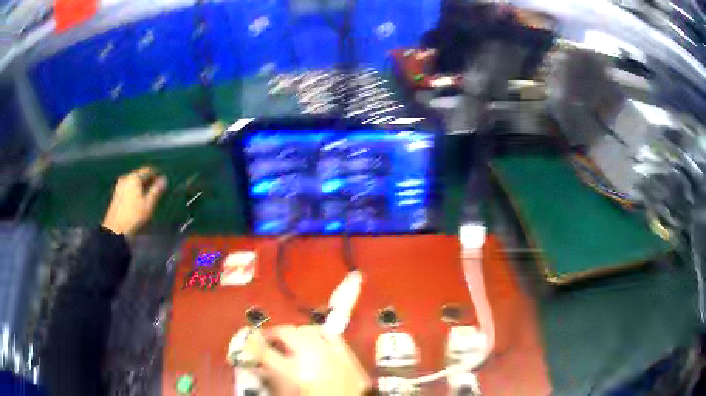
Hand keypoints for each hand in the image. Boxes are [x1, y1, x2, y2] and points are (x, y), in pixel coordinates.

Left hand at [102, 167, 166, 236]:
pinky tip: (137, 199)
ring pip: (133, 181)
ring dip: (141, 185)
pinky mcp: (116, 193)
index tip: (162, 179)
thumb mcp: (148, 205)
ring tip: (147, 194)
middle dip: (148, 179)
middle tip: (156, 187)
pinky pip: (128, 186)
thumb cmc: (133, 217)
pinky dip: (134, 189)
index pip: (148, 170)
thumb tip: (164, 180)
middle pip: (139, 174)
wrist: (115, 229)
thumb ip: (156, 191)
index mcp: (134, 178)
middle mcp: (126, 178)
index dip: (156, 173)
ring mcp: (119, 185)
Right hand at [255, 325, 370, 395]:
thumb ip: (272, 378)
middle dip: (274, 335)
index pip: (264, 351)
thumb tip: (261, 364)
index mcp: (294, 372)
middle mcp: (314, 358)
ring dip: (298, 334)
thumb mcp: (285, 394)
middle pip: (287, 333)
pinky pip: (334, 337)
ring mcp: (336, 356)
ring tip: (292, 341)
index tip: (247, 341)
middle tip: (269, 341)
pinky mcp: (350, 359)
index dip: (251, 344)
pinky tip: (316, 342)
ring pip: (310, 330)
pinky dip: (321, 337)